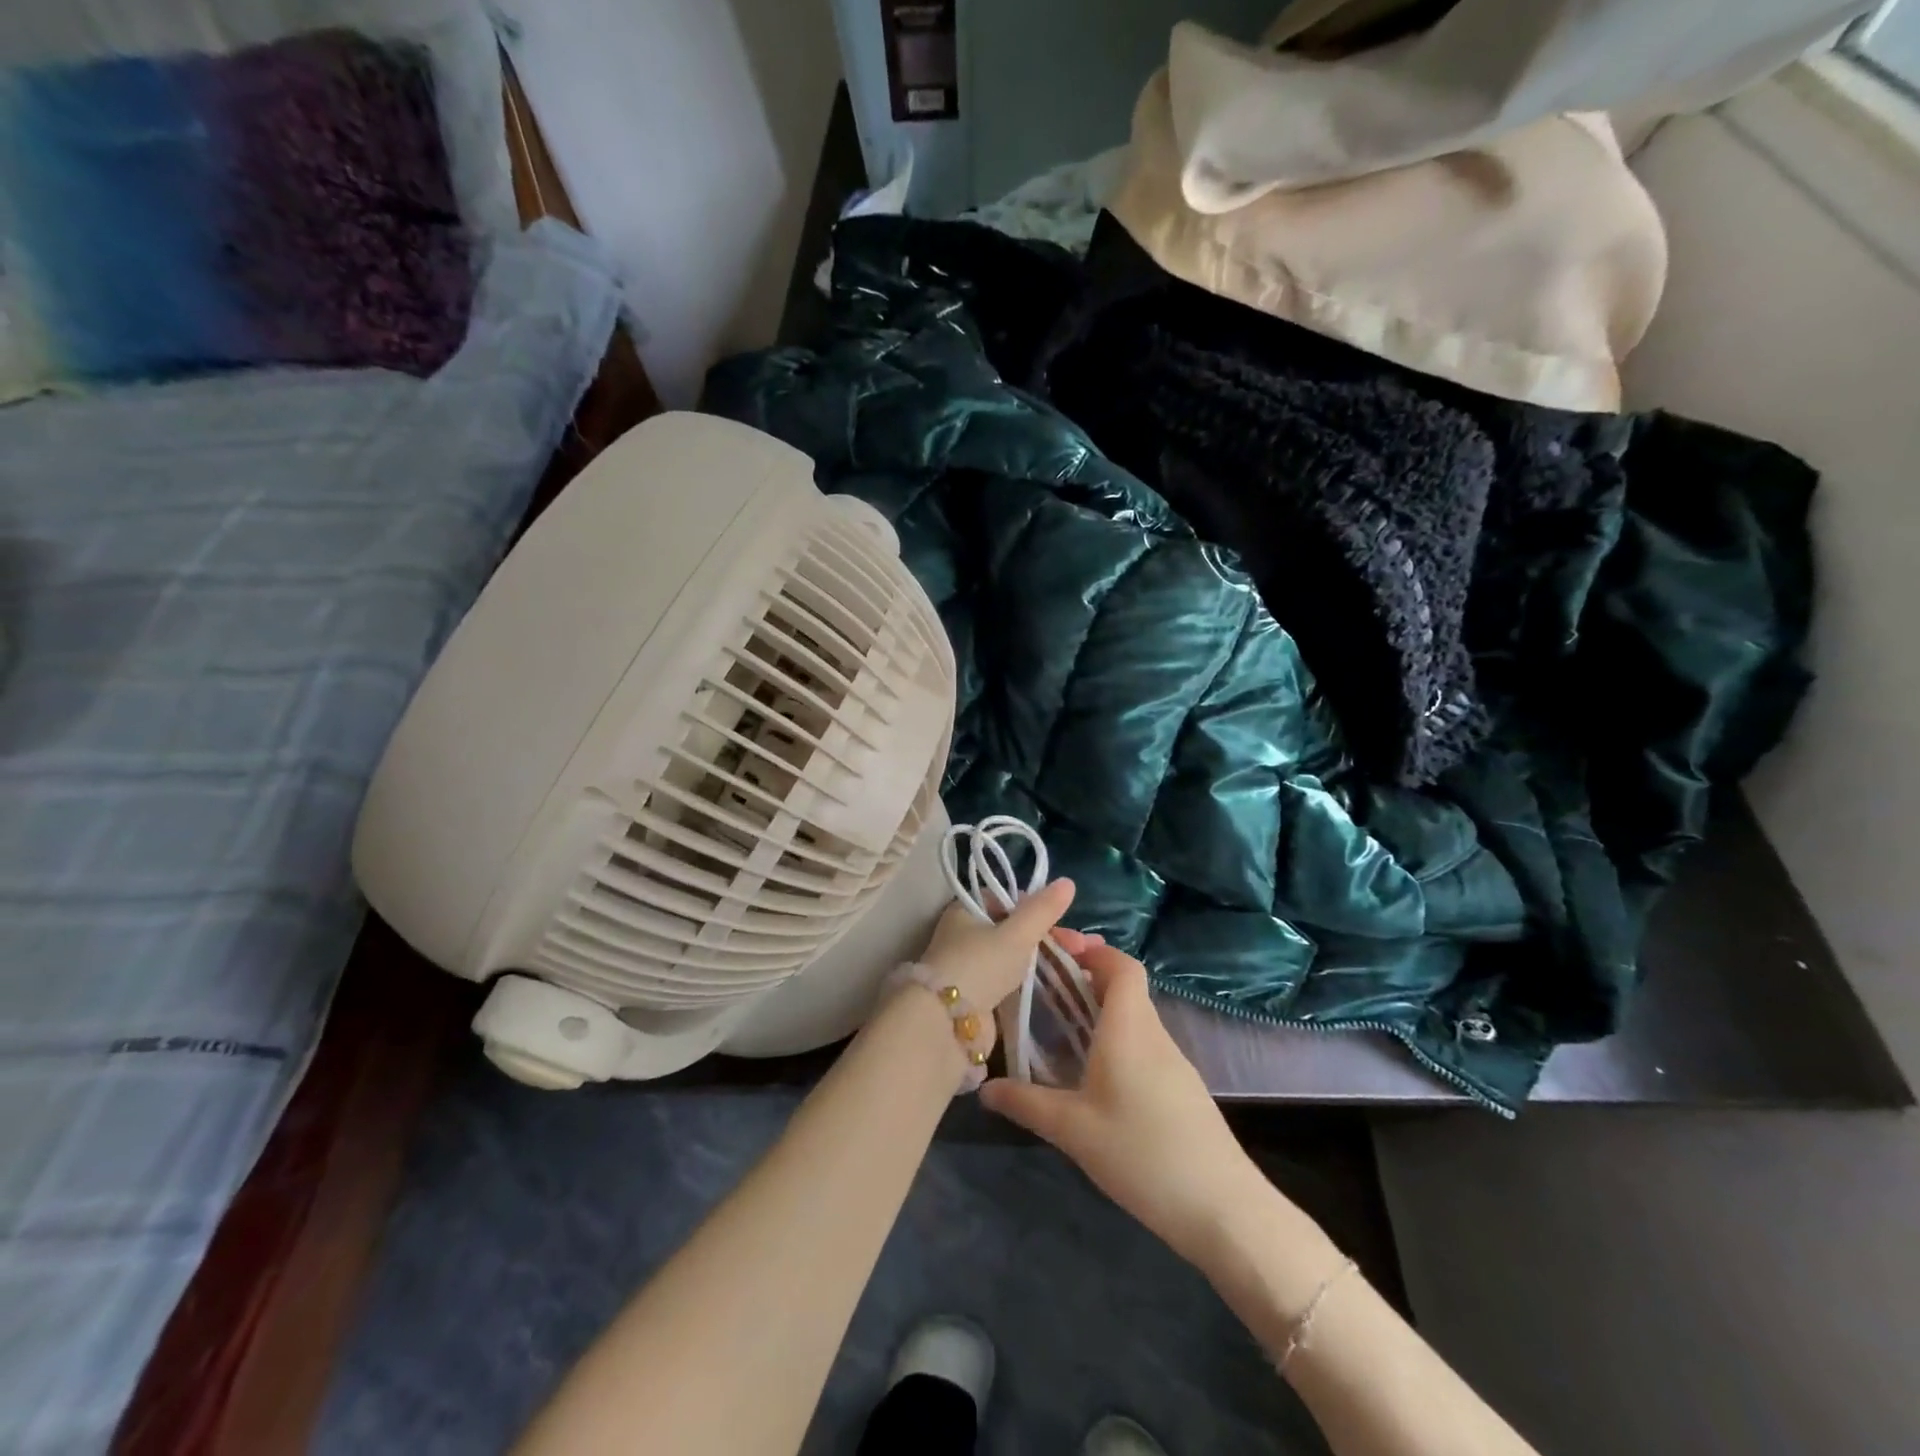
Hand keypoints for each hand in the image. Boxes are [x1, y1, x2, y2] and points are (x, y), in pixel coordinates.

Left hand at [916, 879, 1077, 1030]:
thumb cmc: (980, 965)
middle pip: (1012, 929)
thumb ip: (1042, 910)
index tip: (1060, 919)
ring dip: (1044, 960)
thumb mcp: (1016, 934)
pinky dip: (1032, 981)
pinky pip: (1010, 982)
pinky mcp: (978, 997)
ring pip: (1013, 956)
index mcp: (965, 911)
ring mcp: (970, 968)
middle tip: (1081, 948)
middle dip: (1047, 936)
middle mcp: (964, 936)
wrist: (948, 1024)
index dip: (1033, 906)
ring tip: (1079, 967)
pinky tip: (1057, 986)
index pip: (1003, 899)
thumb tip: (1068, 881)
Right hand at [980, 943, 1269, 1268]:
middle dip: (1086, 976)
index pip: (1119, 965)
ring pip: (1134, 1017)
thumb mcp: (1073, 1130)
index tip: (1055, 948)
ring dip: (1100, 1009)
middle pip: (1125, 986)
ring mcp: (1173, 1063)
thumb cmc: (1142, 1153)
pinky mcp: (1181, 1090)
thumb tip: (984, 1087)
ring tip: (1059, 1025)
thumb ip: (1026, 1103)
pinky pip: (1143, 1045)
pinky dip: (1115, 1039)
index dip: (1090, 949)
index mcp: (1128, 1027)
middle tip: (1044, 985)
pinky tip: (1092, 1074)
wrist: (1223, 1209)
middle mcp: (1153, 1034)